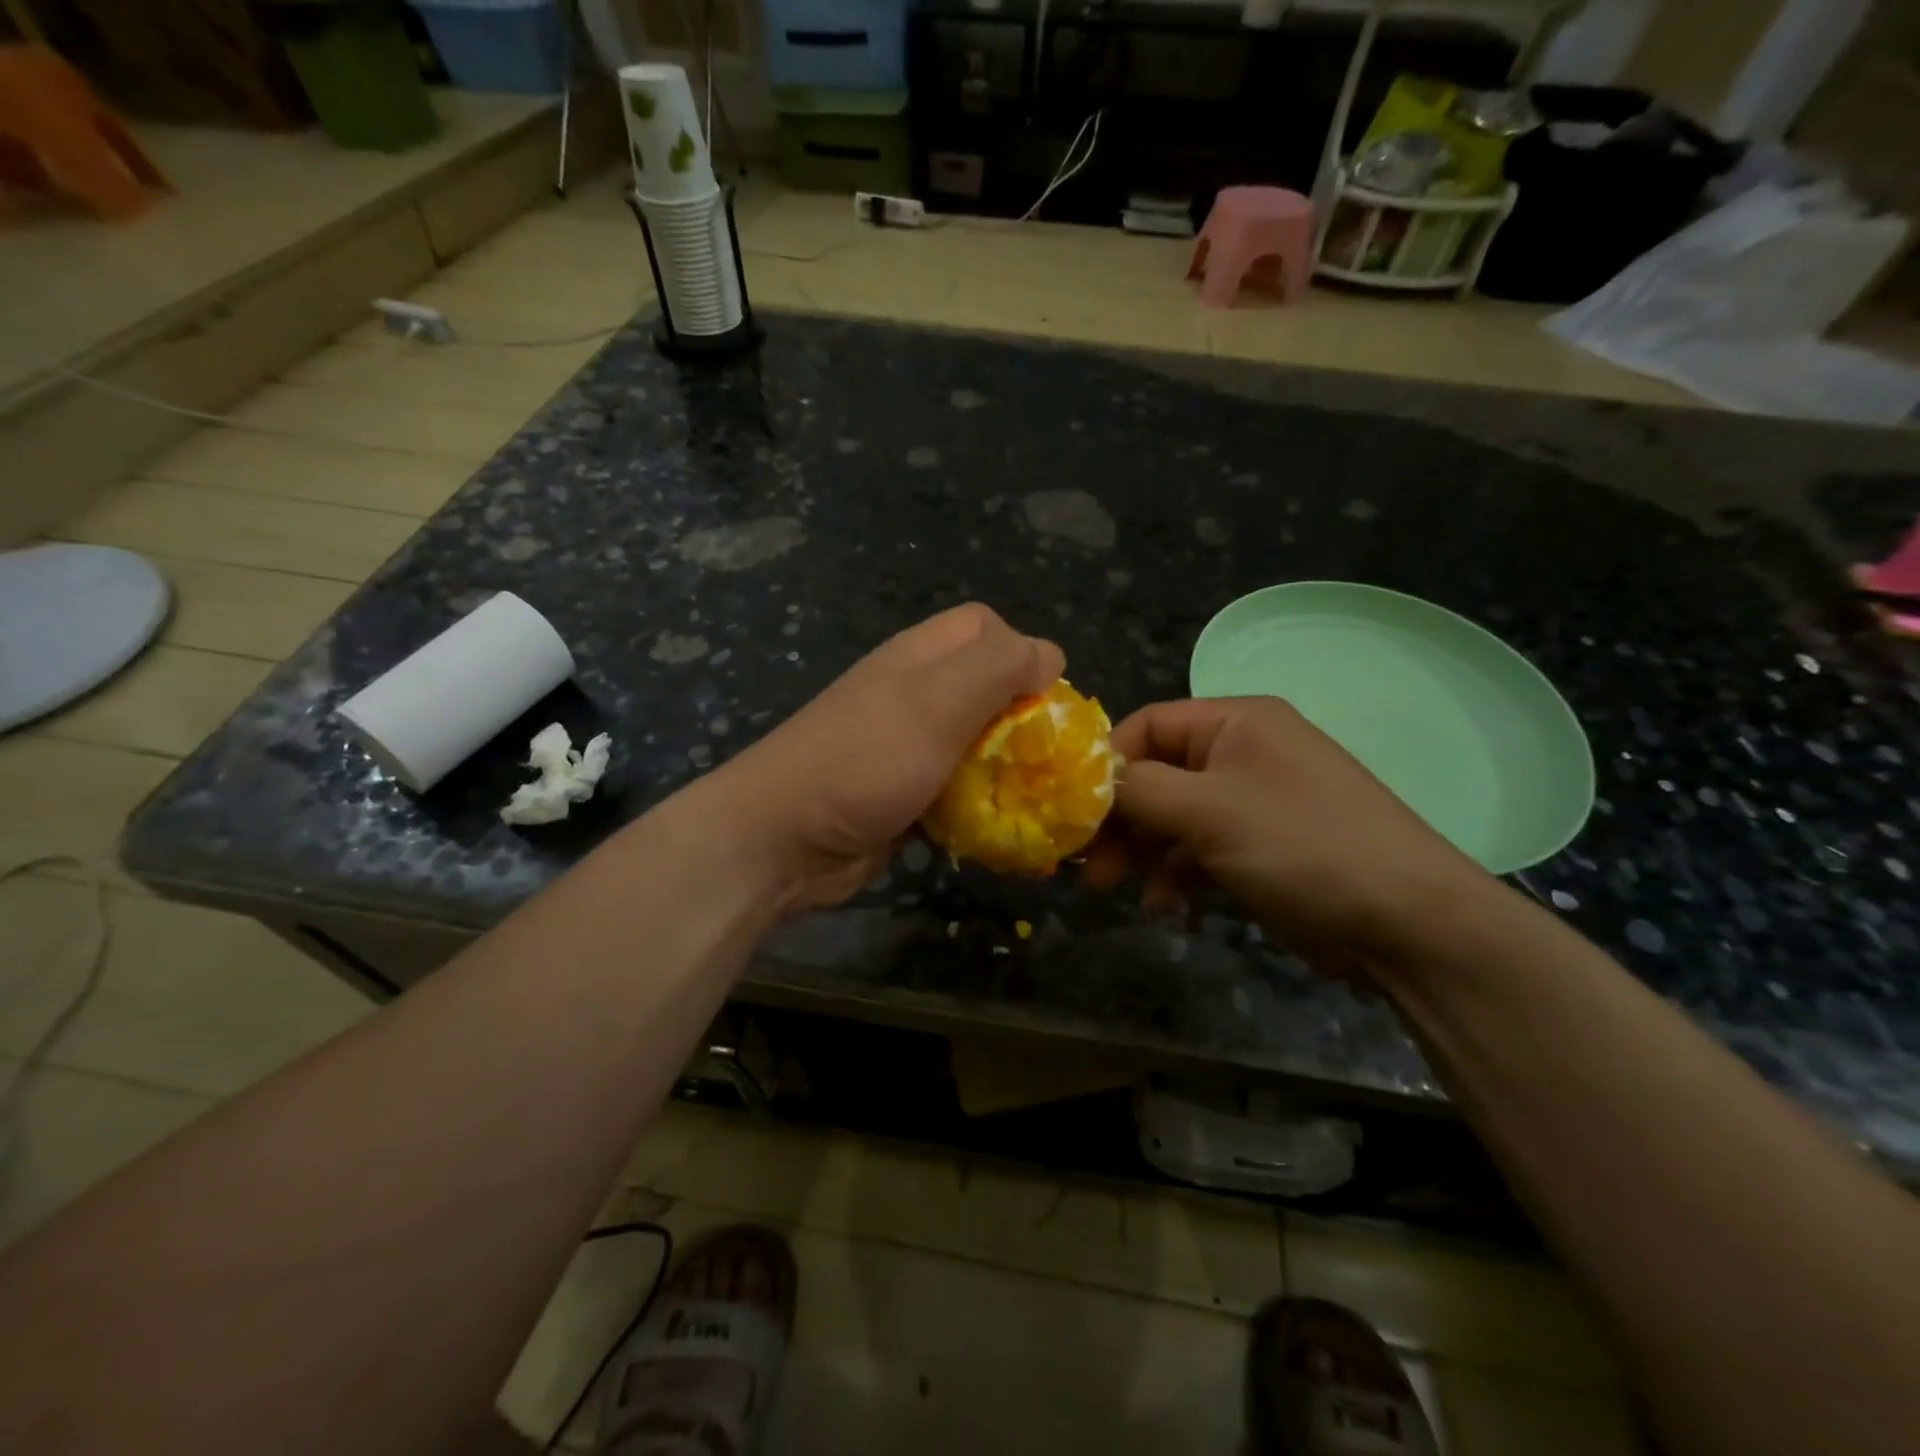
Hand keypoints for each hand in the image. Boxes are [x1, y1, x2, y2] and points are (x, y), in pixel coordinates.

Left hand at [706, 604, 1063, 910]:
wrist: (784, 839)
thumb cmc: (866, 759)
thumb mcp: (937, 700)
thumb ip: (996, 666)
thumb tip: (1048, 655)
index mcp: (921, 656)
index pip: (986, 627)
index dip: (1022, 652)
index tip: (1043, 701)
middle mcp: (915, 692)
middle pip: (986, 687)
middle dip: (1023, 719)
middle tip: (1042, 757)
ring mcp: (907, 744)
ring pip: (977, 742)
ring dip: (1006, 767)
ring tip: (1031, 796)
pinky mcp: (905, 792)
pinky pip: (958, 787)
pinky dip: (981, 803)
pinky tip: (997, 827)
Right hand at [1084, 697, 1491, 972]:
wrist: (1406, 923)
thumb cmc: (1303, 845)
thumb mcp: (1210, 810)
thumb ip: (1140, 790)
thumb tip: (1089, 782)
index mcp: (1236, 723)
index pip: (1149, 724)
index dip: (1107, 762)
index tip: (1072, 807)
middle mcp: (1241, 754)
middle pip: (1156, 775)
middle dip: (1119, 818)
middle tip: (1085, 861)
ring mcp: (1251, 803)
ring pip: (1172, 817)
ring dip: (1141, 851)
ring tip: (1113, 888)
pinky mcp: (1257, 848)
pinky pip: (1197, 850)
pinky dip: (1174, 874)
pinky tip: (1164, 906)